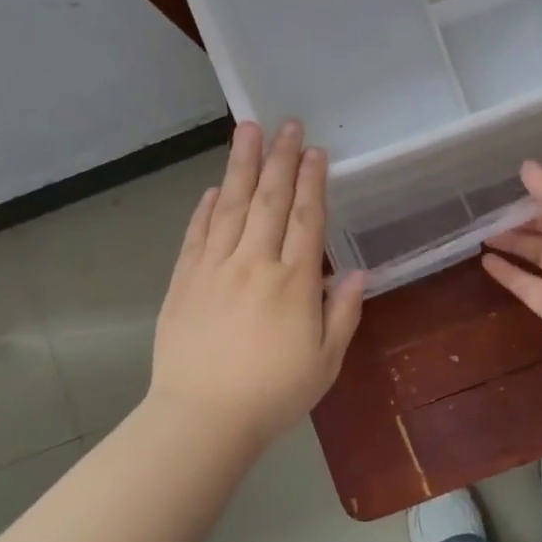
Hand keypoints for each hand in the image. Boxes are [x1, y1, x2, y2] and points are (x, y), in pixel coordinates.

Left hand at [149, 120, 364, 445]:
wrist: (202, 418)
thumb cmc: (273, 394)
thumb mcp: (325, 361)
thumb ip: (342, 312)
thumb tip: (357, 270)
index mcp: (293, 283)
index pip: (305, 218)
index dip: (311, 181)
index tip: (314, 150)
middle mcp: (254, 264)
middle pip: (269, 200)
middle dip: (279, 158)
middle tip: (286, 122)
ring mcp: (214, 269)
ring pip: (230, 206)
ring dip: (241, 166)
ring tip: (247, 130)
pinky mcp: (184, 281)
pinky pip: (197, 234)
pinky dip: (206, 208)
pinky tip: (214, 188)